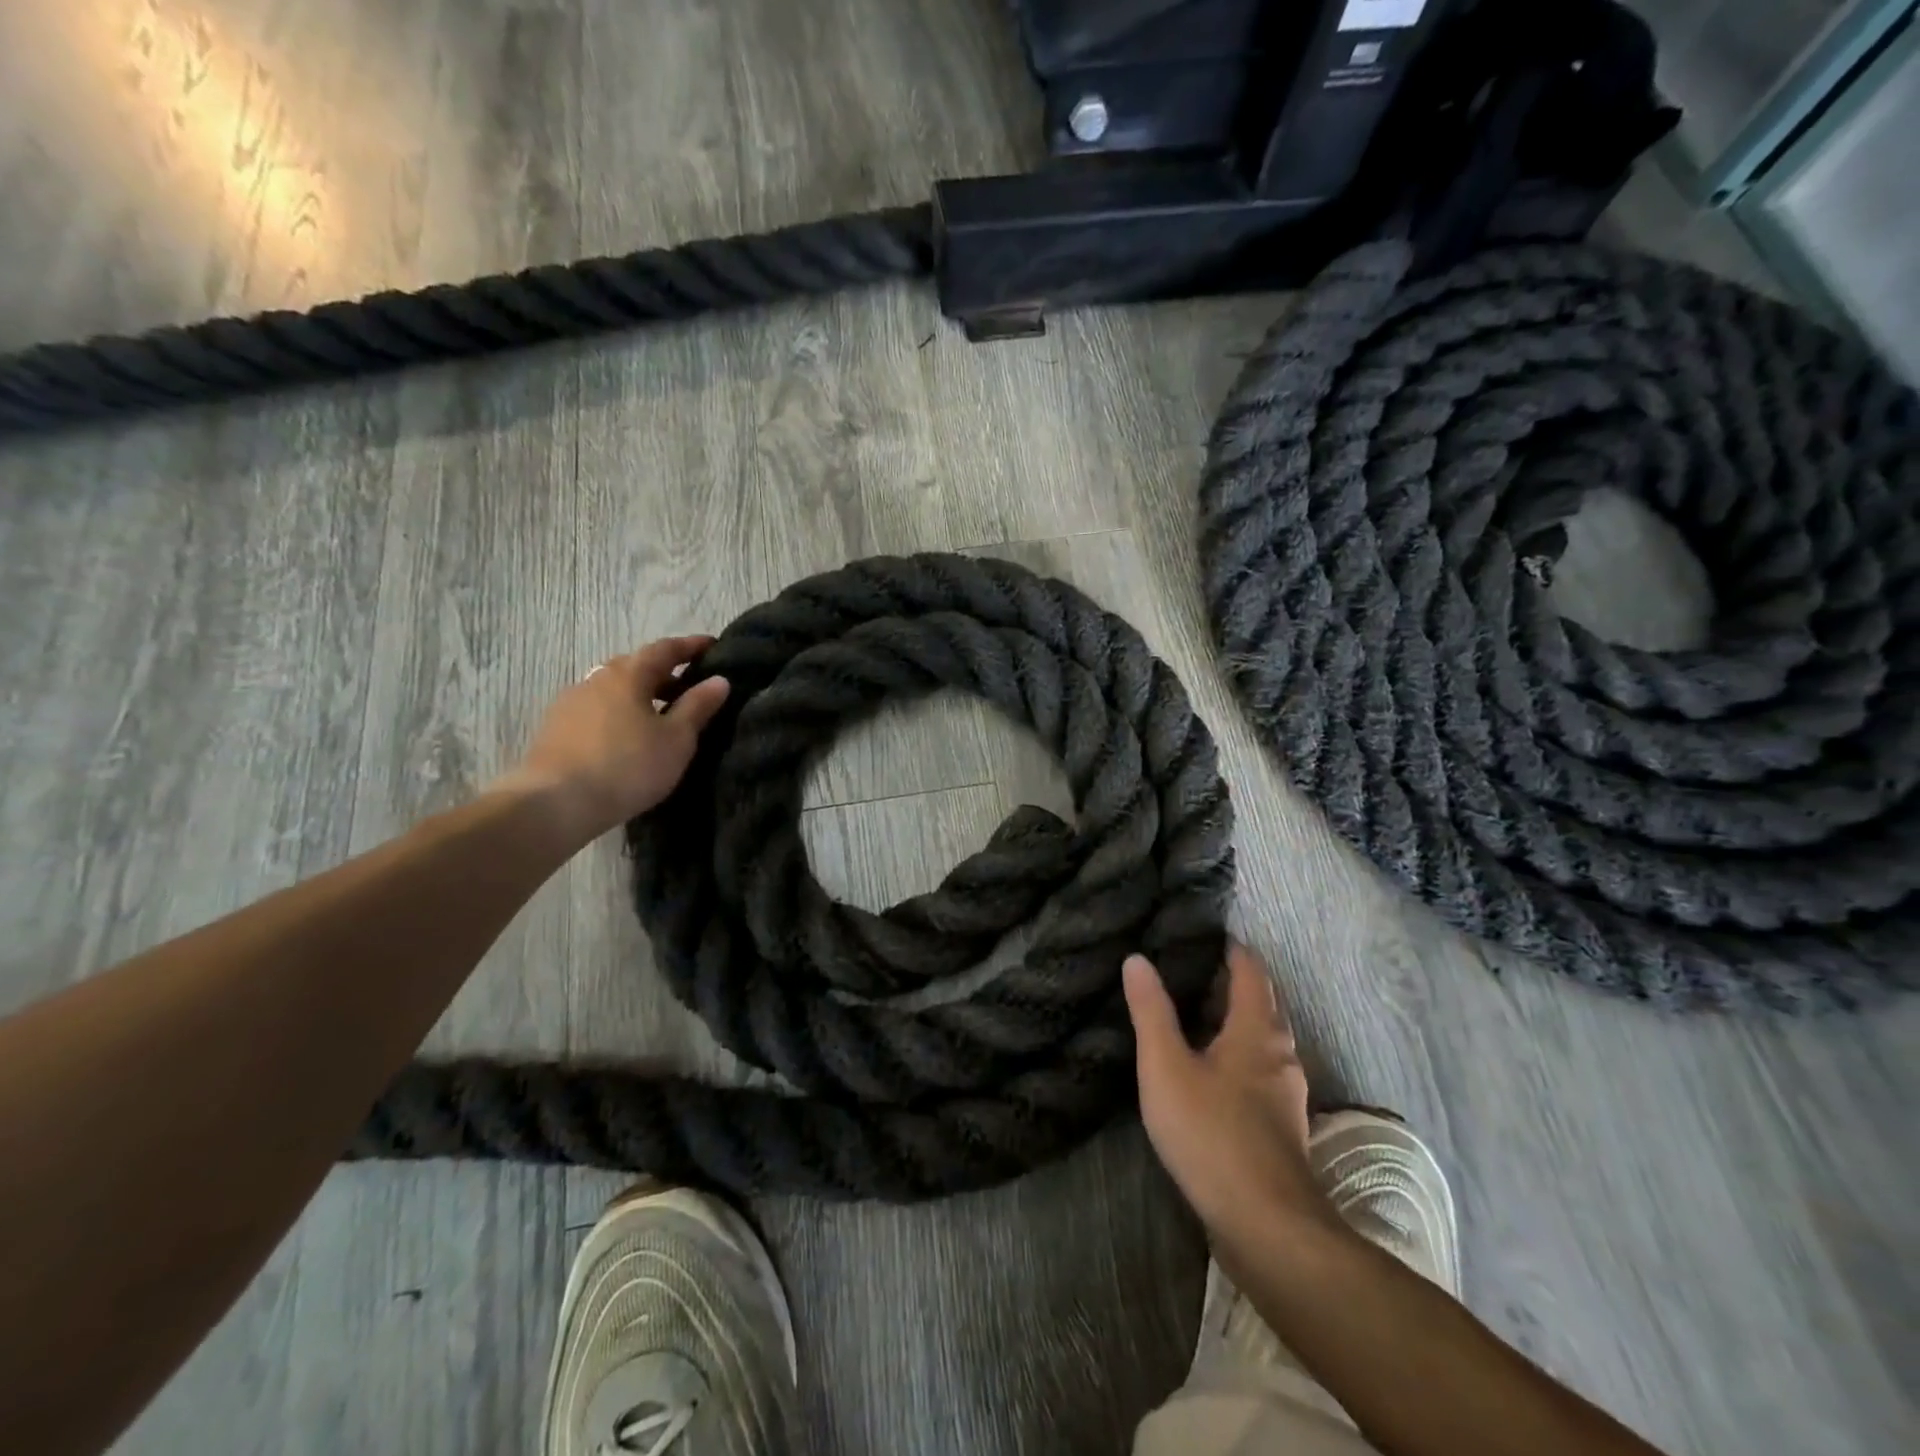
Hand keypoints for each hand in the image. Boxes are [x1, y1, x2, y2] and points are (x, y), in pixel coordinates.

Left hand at [498, 636, 729, 841]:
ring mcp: (570, 702)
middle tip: (687, 687)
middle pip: (635, 666)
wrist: (555, 803)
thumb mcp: (676, 739)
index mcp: (628, 674)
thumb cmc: (628, 766)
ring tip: (658, 715)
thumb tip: (719, 679)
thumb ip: (698, 706)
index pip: (664, 649)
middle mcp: (596, 678)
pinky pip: (596, 709)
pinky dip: (618, 713)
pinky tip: (626, 736)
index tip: (712, 646)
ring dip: (638, 695)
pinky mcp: (555, 728)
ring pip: (613, 689)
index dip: (690, 646)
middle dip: (663, 672)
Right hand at [1124, 942, 1332, 1250]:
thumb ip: (1151, 1011)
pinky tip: (1210, 1070)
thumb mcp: (1166, 1066)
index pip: (1251, 972)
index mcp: (1257, 1031)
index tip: (1204, 934)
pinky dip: (1236, 1053)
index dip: (1231, 949)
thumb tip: (1137, 959)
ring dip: (1234, 1020)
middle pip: (1262, 1004)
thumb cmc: (1212, 1134)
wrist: (1266, 1227)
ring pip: (1262, 1040)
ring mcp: (1285, 1094)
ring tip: (1194, 1014)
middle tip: (1189, 969)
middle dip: (1232, 982)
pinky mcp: (1280, 1126)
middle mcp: (1280, 1054)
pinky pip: (1259, 1070)